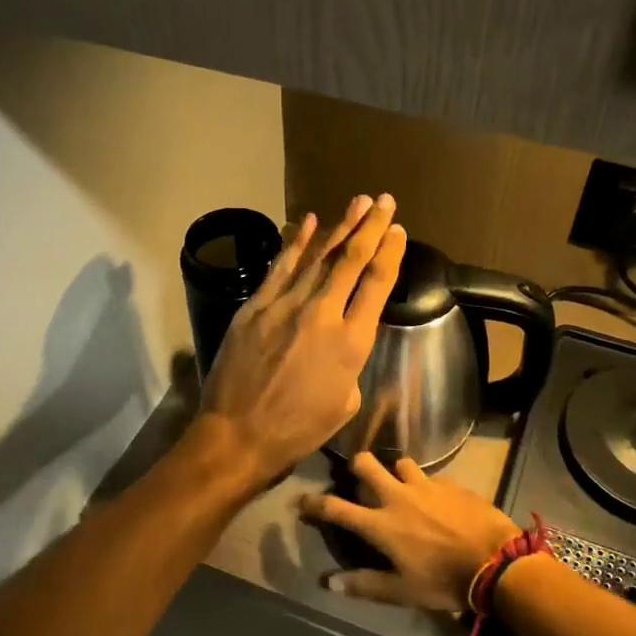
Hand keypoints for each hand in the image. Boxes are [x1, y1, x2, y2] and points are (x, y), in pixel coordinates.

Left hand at [194, 195, 405, 487]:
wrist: (238, 435)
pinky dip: (296, 243)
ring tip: (358, 202)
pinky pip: (280, 267)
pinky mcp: (255, 307)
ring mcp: (285, 306)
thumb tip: (343, 339)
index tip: (398, 231)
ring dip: (340, 227)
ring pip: (318, 257)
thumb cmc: (297, 429)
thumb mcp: (344, 402)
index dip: (390, 253)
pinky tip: (309, 222)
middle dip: (370, 227)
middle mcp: (322, 314)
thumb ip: (351, 362)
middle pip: (351, 260)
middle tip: (385, 201)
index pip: (376, 284)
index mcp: (351, 342)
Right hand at [299, 452, 521, 612]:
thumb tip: (329, 583)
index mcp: (381, 524)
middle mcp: (398, 497)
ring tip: (403, 488)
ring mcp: (426, 486)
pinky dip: (428, 487)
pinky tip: (439, 502)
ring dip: (396, 473)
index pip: (337, 509)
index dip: (314, 504)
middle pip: (366, 464)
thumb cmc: (444, 581)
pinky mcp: (451, 484)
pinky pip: (432, 477)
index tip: (301, 500)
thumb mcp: (402, 591)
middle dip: (357, 467)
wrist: (496, 562)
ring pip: (401, 463)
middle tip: (360, 480)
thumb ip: (365, 585)